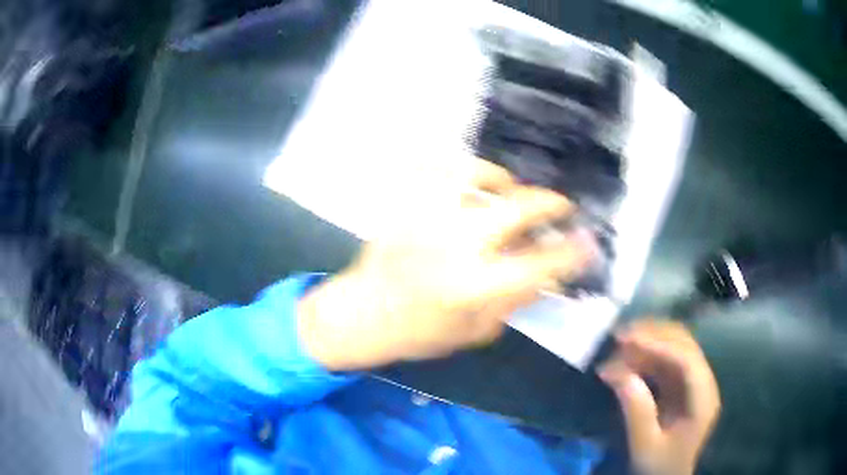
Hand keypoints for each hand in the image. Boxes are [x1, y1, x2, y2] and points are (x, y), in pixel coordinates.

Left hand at [298, 159, 595, 370]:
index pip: (539, 264)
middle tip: (562, 207)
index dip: (572, 252)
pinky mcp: (404, 204)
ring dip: (502, 179)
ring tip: (509, 189)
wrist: (362, 314)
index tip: (588, 243)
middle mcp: (453, 244)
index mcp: (473, 286)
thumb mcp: (476, 331)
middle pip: (517, 207)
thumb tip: (546, 273)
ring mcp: (425, 217)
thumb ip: (514, 300)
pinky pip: (433, 168)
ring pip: (473, 175)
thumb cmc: (420, 333)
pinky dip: (455, 169)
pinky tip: (467, 182)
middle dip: (550, 204)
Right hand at [598, 320, 720, 474]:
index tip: (628, 339)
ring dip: (649, 341)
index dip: (659, 345)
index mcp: (702, 400)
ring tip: (620, 343)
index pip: (686, 360)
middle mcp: (703, 383)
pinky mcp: (682, 385)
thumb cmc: (658, 466)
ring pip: (676, 346)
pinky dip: (647, 354)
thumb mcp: (645, 446)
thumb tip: (620, 374)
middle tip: (619, 336)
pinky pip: (666, 359)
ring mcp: (694, 381)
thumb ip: (637, 413)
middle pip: (684, 345)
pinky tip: (629, 356)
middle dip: (653, 335)